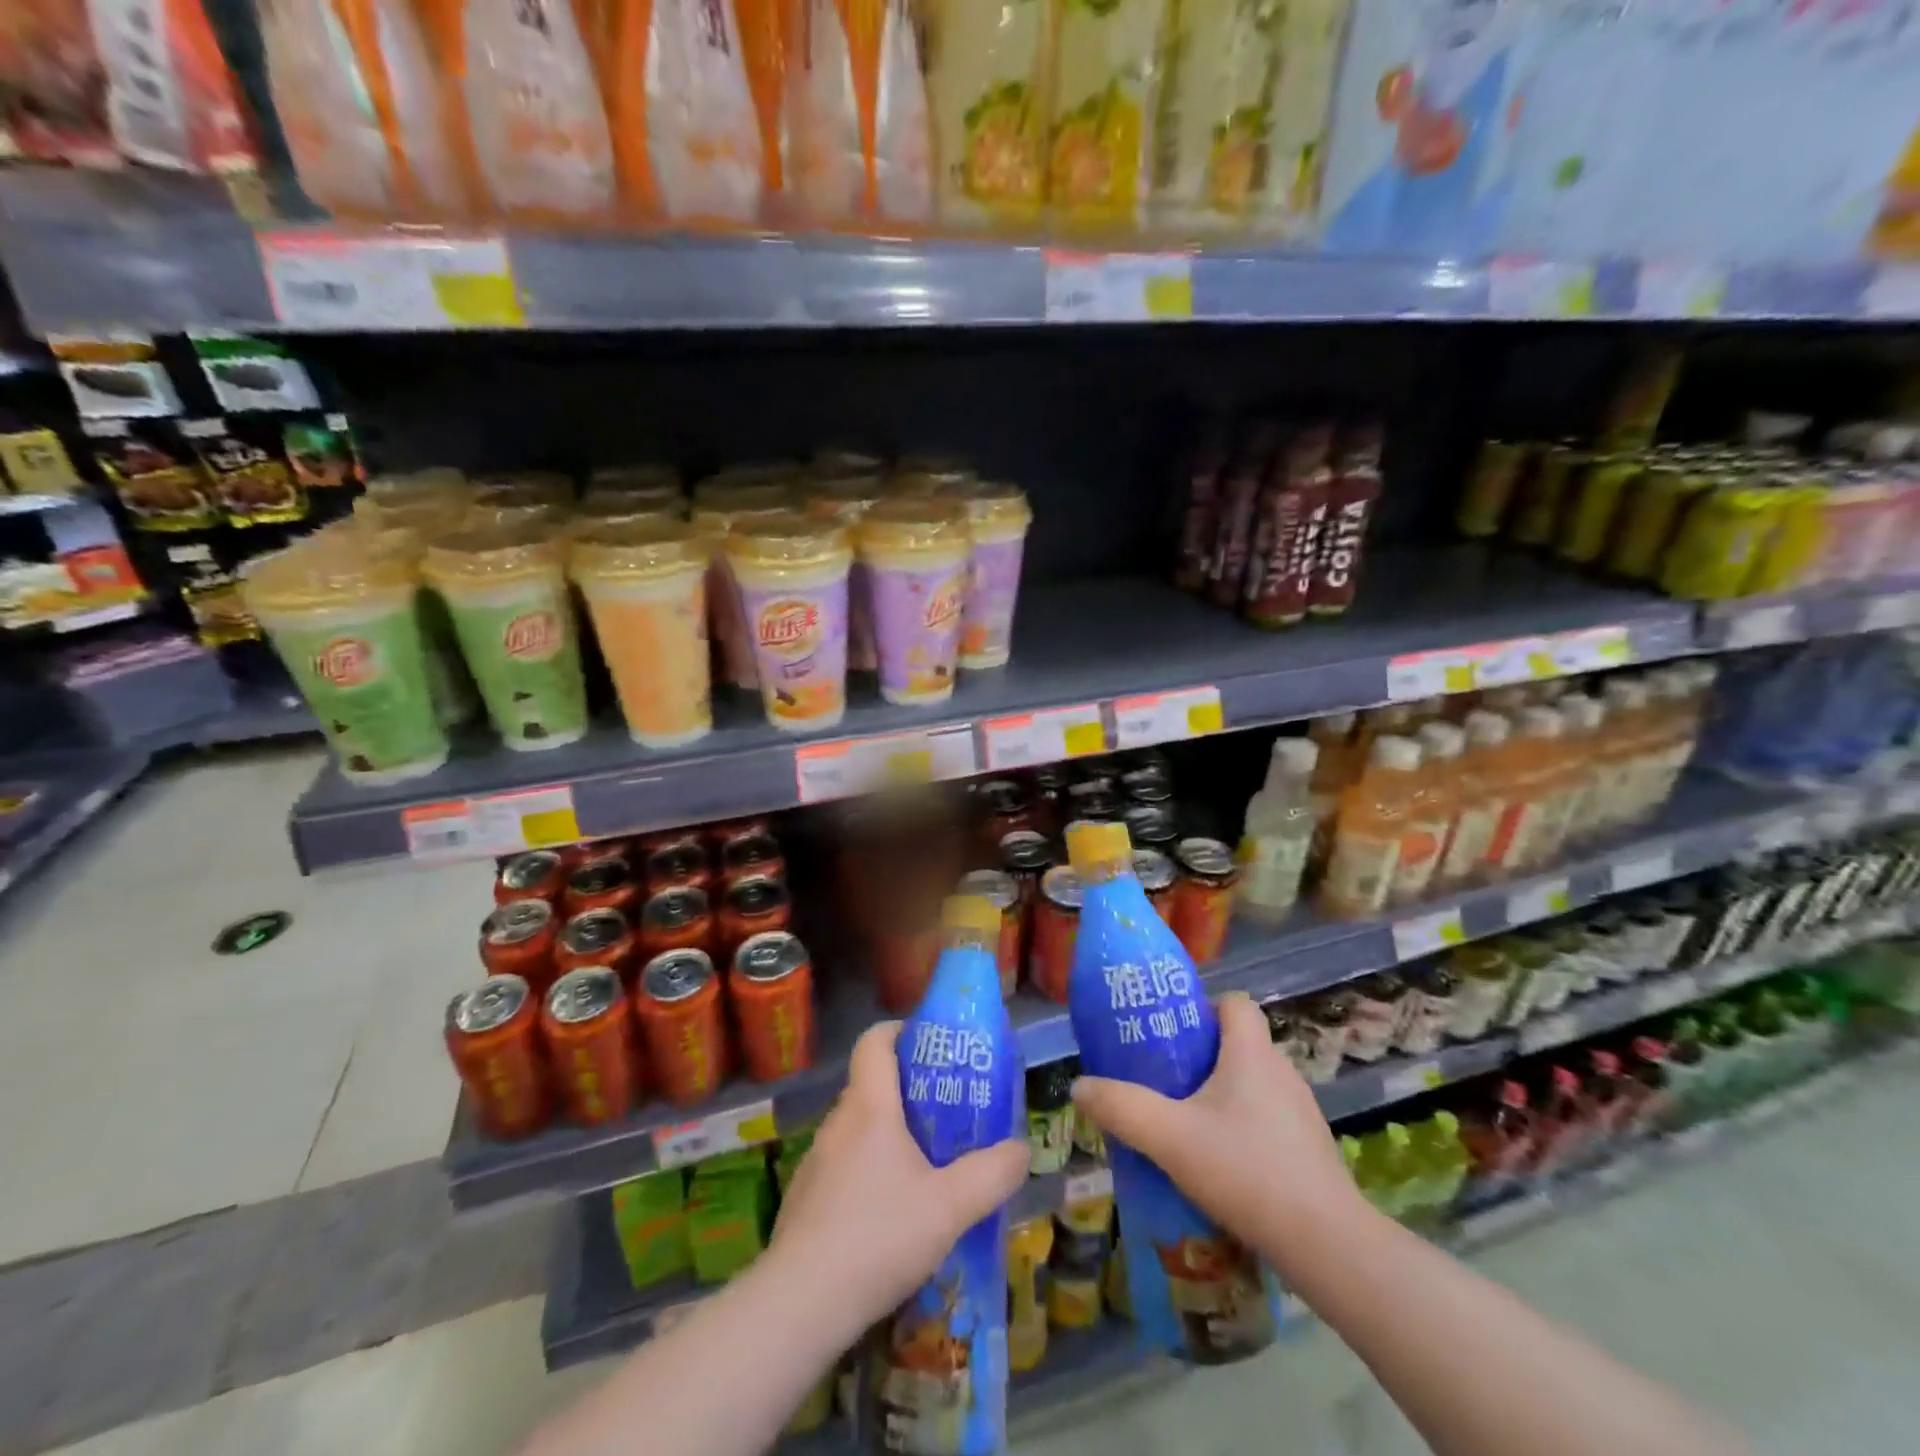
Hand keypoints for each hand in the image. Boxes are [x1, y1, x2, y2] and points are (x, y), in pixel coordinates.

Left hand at [769, 1021, 1028, 1341]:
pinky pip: (843, 1165)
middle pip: (870, 1085)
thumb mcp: (950, 1207)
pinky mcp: (804, 1198)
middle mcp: (838, 1123)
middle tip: (945, 1112)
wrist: (800, 1304)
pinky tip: (889, 1214)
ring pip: (857, 1128)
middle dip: (907, 1090)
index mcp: (869, 1107)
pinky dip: (868, 1170)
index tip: (928, 1044)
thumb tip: (1020, 1150)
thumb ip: (992, 1174)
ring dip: (888, 1134)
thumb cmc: (879, 1236)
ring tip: (924, 1165)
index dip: (899, 1031)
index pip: (874, 1041)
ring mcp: (816, 1161)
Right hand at [1070, 991, 1362, 1278]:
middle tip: (1163, 1078)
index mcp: (1252, 1053)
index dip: (1202, 1007)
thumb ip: (1121, 1108)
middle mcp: (1281, 1072)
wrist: (1328, 1247)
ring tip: (1184, 1122)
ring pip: (1252, 1083)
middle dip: (1200, 1054)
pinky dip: (1242, 1127)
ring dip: (1220, 1094)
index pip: (1234, 1003)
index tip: (1171, 1033)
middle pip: (1238, 1042)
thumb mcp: (1169, 1138)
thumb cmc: (1246, 1171)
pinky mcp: (1309, 1150)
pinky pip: (1267, 1119)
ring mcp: (1301, 1112)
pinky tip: (1219, 1164)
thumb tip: (1079, 1086)